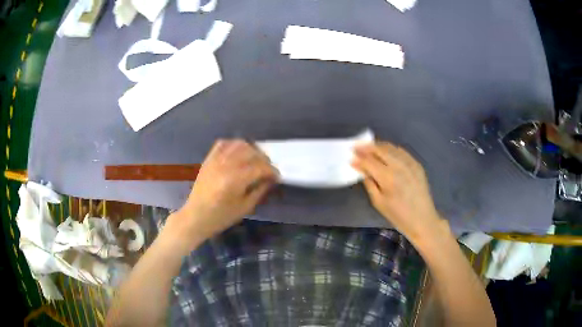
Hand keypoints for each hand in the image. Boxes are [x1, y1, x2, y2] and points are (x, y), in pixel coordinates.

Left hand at [175, 140, 276, 244]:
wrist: (196, 216)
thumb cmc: (221, 216)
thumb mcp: (245, 207)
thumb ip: (260, 190)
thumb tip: (271, 179)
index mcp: (235, 180)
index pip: (260, 167)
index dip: (272, 171)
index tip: (277, 176)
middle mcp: (226, 165)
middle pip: (251, 152)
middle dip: (264, 159)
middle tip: (268, 169)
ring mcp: (216, 160)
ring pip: (239, 144)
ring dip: (251, 150)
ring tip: (256, 159)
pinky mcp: (209, 159)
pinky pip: (223, 143)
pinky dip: (234, 144)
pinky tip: (239, 152)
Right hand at [351, 141, 445, 243]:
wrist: (422, 219)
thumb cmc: (398, 215)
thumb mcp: (378, 202)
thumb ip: (369, 183)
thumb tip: (361, 169)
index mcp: (388, 178)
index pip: (369, 162)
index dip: (359, 159)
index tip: (350, 157)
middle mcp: (399, 166)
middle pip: (380, 150)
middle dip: (366, 147)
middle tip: (356, 147)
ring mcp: (409, 163)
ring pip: (391, 147)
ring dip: (378, 146)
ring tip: (368, 147)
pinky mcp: (416, 164)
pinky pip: (401, 151)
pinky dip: (391, 149)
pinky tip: (385, 151)